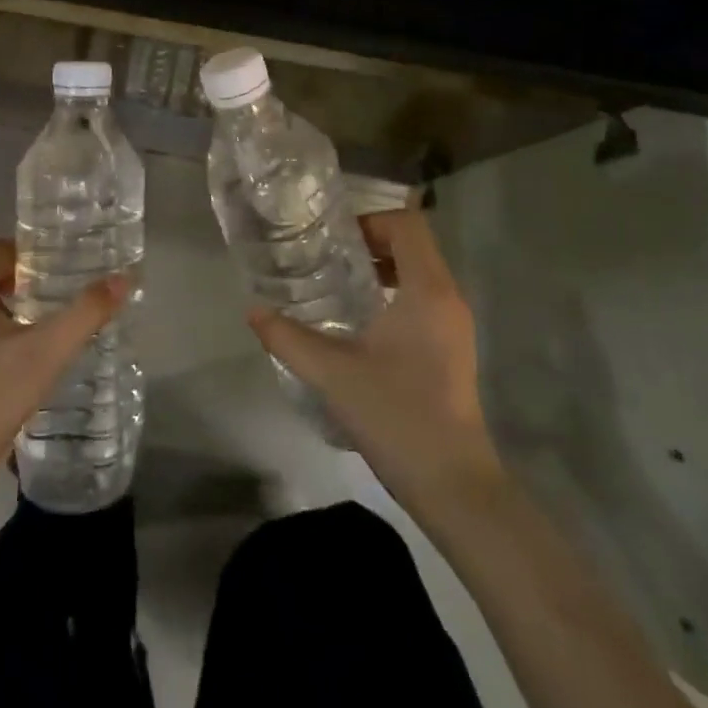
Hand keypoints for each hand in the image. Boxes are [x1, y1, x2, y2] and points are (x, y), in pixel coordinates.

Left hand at [0, 239, 128, 507]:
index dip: (34, 255)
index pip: (0, 249)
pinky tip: (13, 358)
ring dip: (8, 307)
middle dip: (25, 281)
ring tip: (44, 327)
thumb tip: (125, 278)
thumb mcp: (46, 353)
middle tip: (62, 297)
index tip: (65, 271)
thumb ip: (86, 313)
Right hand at [247, 209, 501, 509]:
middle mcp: (448, 299)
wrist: (455, 487)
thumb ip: (288, 338)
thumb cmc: (397, 415)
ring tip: (338, 285)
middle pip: (414, 245)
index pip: (407, 225)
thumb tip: (253, 310)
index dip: (370, 221)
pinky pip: (424, 300)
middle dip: (371, 243)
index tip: (334, 240)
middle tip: (328, 258)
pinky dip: (394, 295)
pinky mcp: (452, 350)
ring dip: (382, 269)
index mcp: (428, 291)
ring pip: (420, 273)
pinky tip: (360, 324)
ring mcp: (454, 326)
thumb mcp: (333, 373)